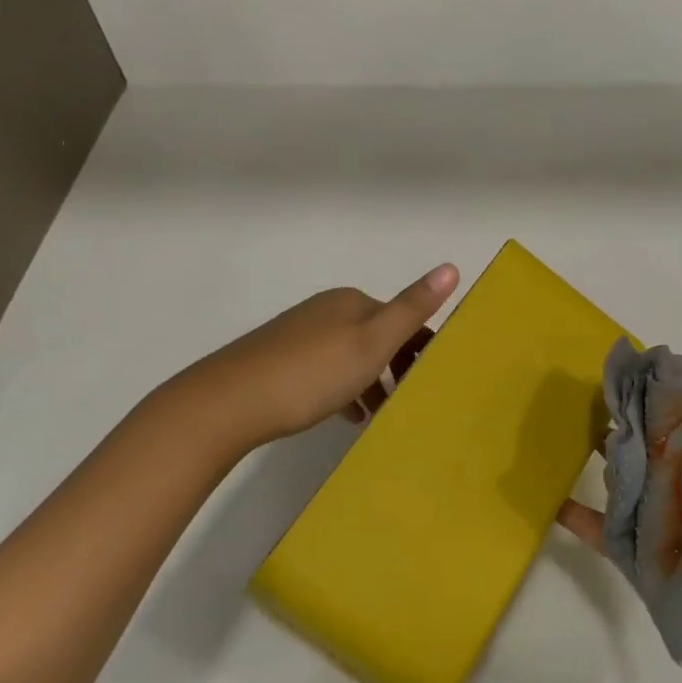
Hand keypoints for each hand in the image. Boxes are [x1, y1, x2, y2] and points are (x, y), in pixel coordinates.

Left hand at [149, 264, 459, 451]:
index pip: (402, 318)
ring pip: (349, 354)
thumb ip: (412, 308)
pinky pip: (324, 369)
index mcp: (352, 302)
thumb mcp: (372, 342)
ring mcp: (299, 333)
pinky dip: (343, 388)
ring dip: (370, 380)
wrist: (229, 401)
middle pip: (376, 335)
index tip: (432, 381)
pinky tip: (344, 415)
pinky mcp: (277, 358)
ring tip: (380, 413)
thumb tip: (452, 266)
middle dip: (396, 365)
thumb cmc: (312, 372)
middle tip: (409, 400)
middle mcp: (326, 310)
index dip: (421, 347)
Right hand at [559, 382, 681, 682]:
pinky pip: (610, 537)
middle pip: (656, 461)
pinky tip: (553, 498)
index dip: (672, 411)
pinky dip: (582, 519)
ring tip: (572, 427)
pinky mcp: (645, 568)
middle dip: (632, 431)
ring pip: (630, 490)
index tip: (646, 375)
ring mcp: (667, 538)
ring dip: (607, 462)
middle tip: (600, 394)